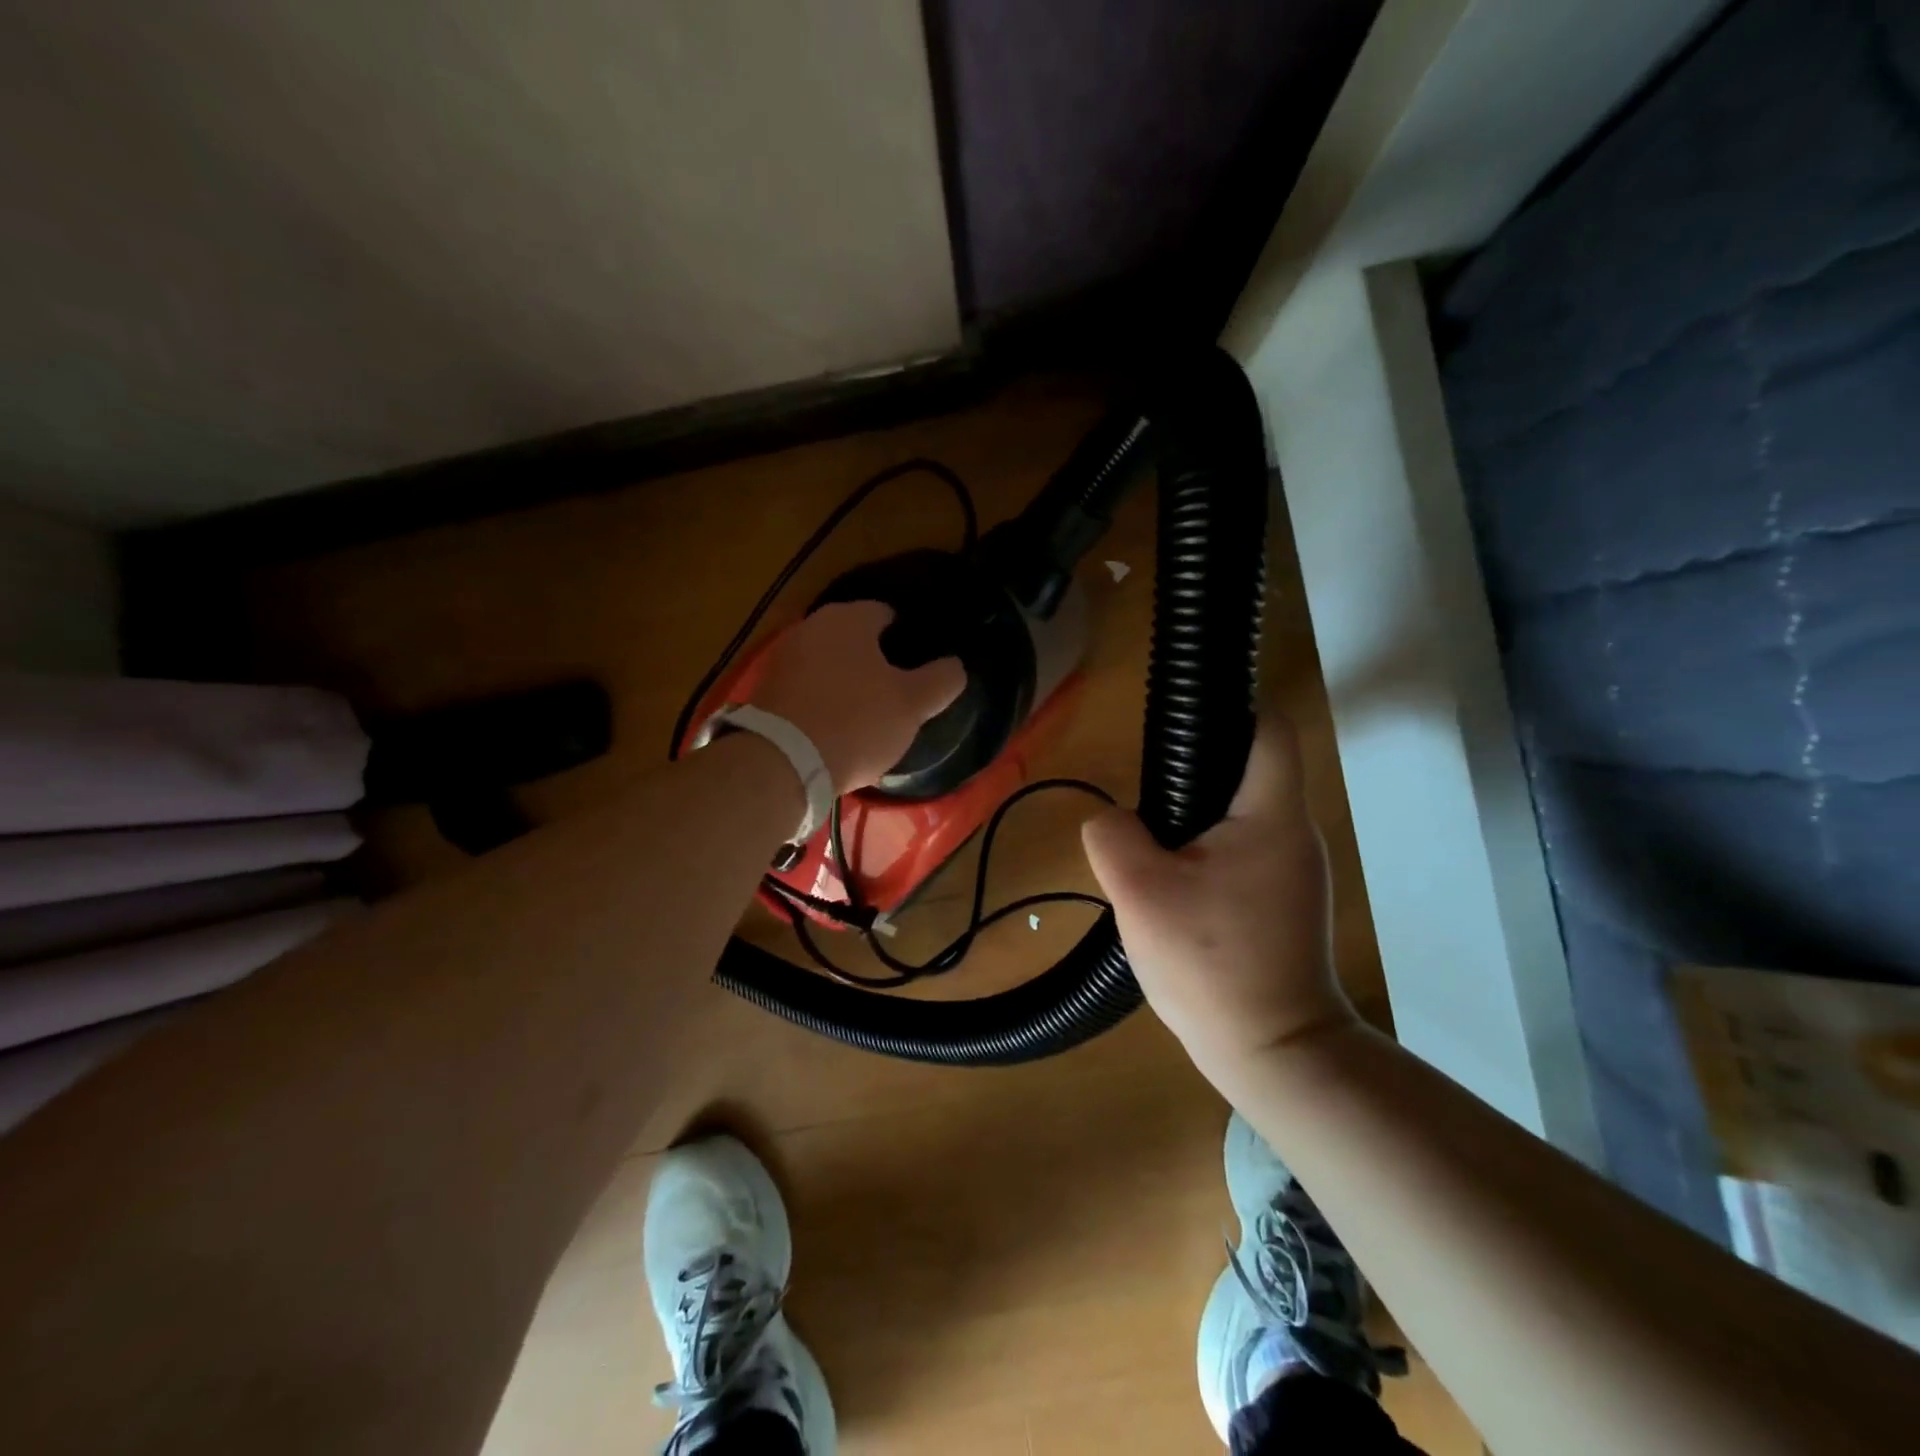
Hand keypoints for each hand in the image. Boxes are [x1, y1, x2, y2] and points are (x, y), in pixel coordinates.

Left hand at [749, 601, 964, 792]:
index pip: (886, 614)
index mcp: (849, 618)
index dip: (907, 637)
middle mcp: (811, 627)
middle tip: (897, 691)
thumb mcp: (912, 704)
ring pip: (828, 664)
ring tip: (868, 713)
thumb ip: (941, 680)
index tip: (920, 666)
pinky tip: (835, 727)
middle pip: (854, 639)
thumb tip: (955, 666)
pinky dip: (822, 701)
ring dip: (846, 681)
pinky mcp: (765, 691)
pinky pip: (806, 689)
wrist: (782, 762)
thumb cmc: (856, 722)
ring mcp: (783, 658)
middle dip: (874, 660)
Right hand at [1082, 715, 1357, 1080]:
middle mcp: (1294, 832)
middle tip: (1147, 799)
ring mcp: (1296, 869)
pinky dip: (1210, 850)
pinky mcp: (1286, 899)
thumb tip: (1113, 819)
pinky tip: (1177, 885)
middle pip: (1249, 770)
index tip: (1182, 716)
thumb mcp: (1139, 894)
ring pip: (1242, 814)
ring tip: (1152, 847)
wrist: (1274, 1052)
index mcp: (1271, 815)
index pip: (1268, 728)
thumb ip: (1113, 836)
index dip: (1231, 706)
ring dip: (1198, 818)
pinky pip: (1244, 850)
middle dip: (1196, 772)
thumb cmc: (1211, 964)